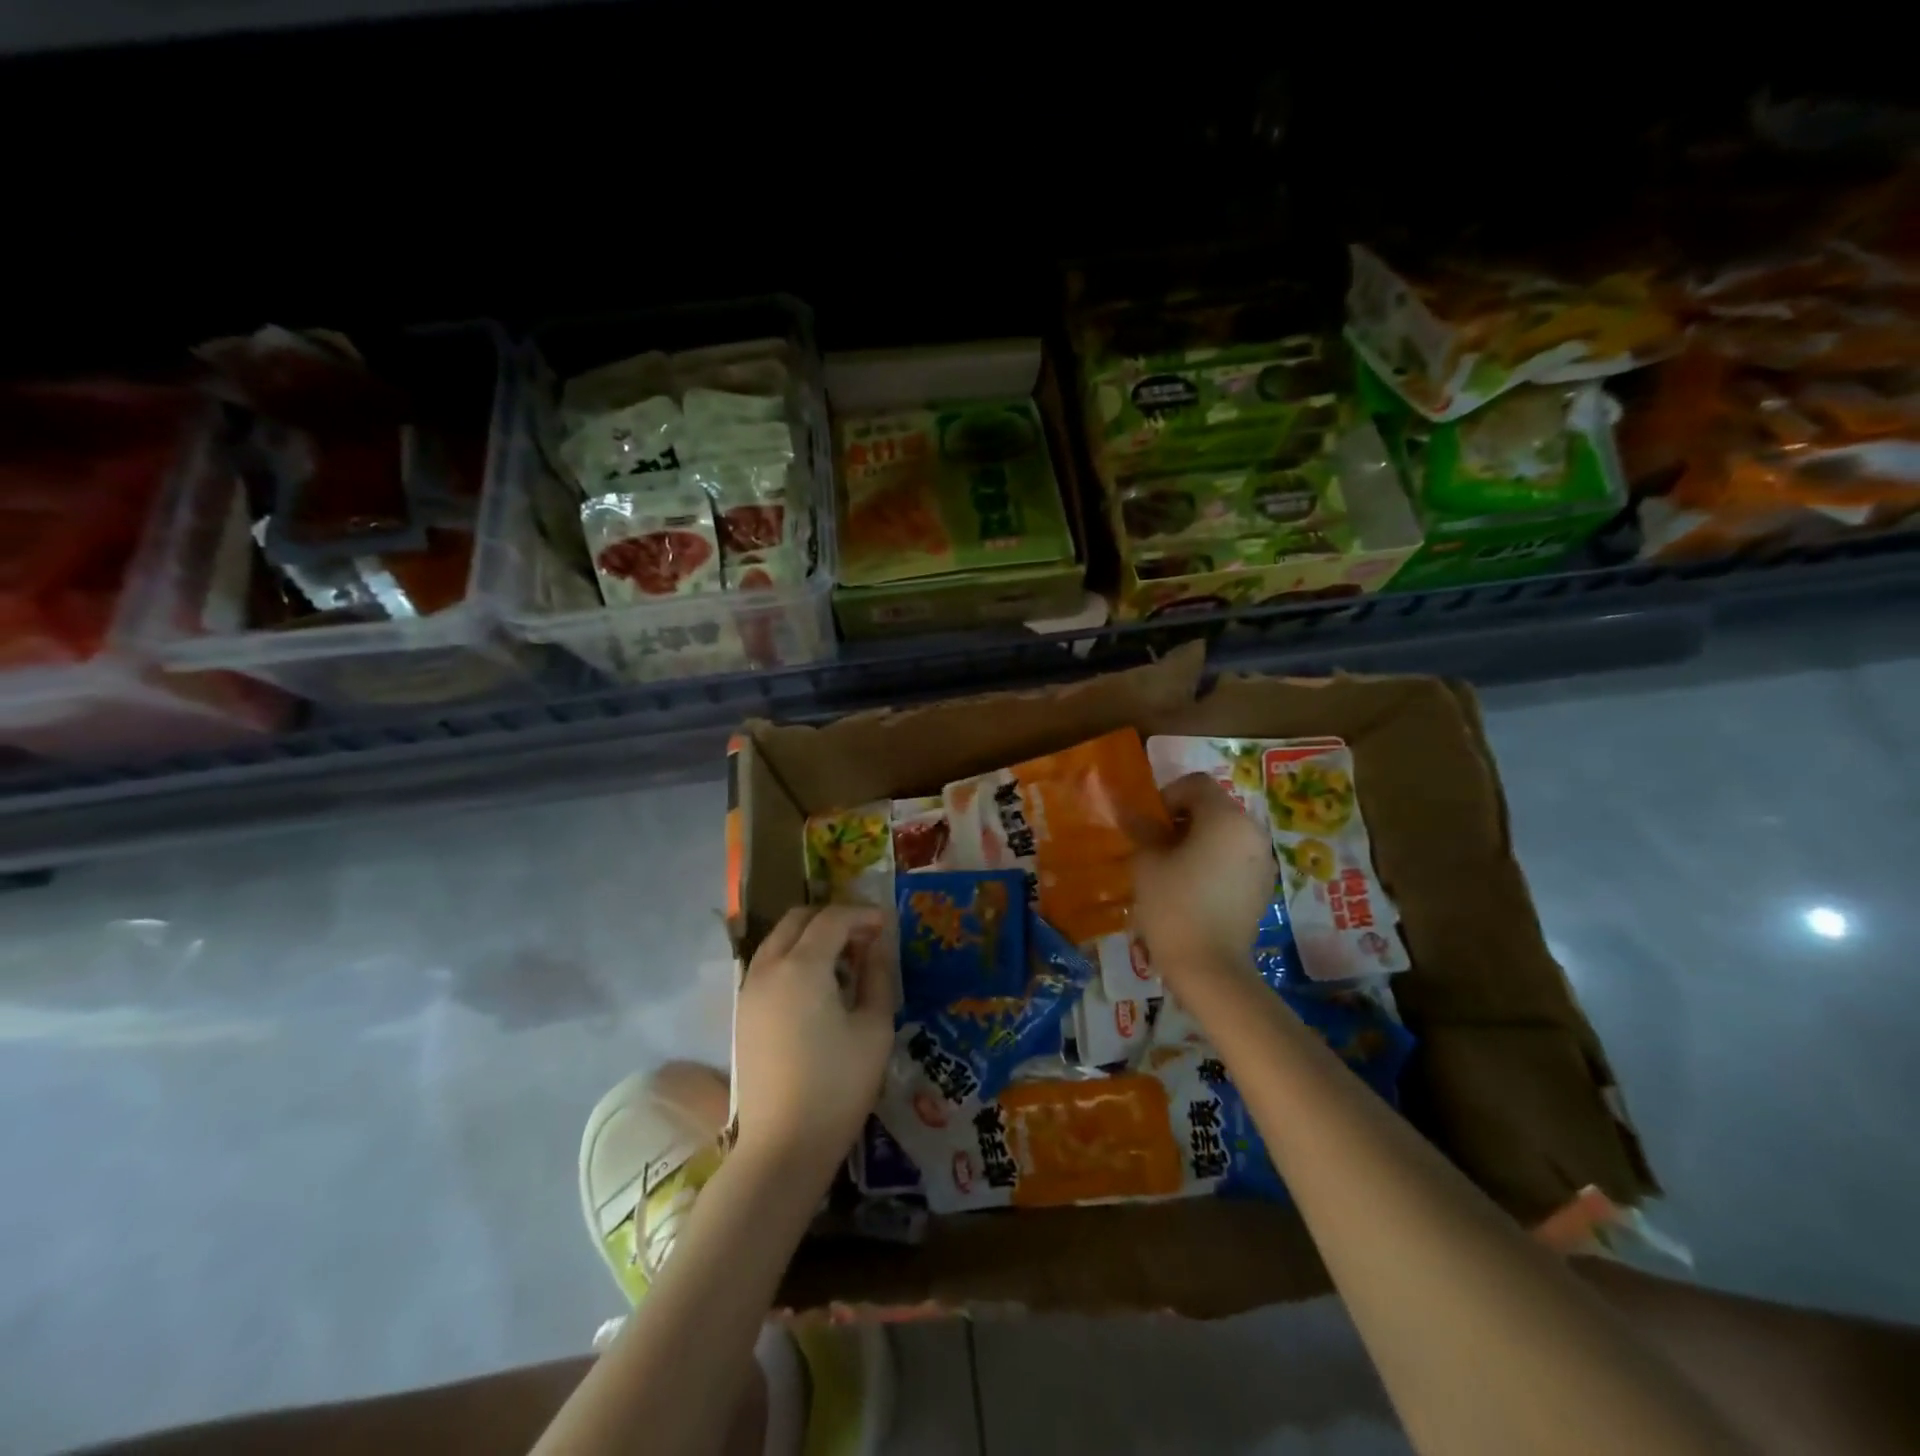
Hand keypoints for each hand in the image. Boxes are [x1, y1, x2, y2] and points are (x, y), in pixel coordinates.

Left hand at [732, 905, 895, 1181]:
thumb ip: (878, 977)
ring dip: (811, 936)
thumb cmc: (838, 1086)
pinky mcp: (743, 1013)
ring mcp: (750, 990)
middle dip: (833, 918)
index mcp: (802, 966)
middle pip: (798, 919)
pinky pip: (768, 964)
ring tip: (843, 960)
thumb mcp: (874, 1029)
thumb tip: (876, 947)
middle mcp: (769, 968)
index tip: (886, 925)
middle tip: (864, 937)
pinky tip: (818, 985)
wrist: (783, 1146)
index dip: (862, 914)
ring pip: (779, 939)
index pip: (833, 918)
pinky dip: (793, 957)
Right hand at [1131, 772, 1274, 986]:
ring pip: (1225, 833)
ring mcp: (1262, 861)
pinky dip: (1214, 861)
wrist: (1210, 967)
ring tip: (1172, 867)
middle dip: (1183, 818)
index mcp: (1226, 817)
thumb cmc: (1173, 906)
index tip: (1149, 824)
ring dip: (1199, 840)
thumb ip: (1143, 829)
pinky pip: (1235, 858)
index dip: (1167, 796)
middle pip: (1214, 807)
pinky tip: (1193, 887)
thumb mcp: (1147, 862)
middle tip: (1155, 845)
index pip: (1196, 784)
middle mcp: (1251, 832)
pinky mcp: (1262, 886)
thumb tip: (1132, 813)